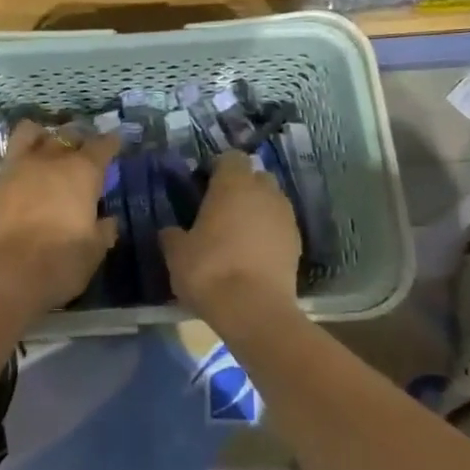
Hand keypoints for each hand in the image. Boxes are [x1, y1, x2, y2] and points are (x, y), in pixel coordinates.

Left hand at [0, 122, 119, 318]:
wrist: (3, 274)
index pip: (102, 146)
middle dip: (78, 140)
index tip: (115, 143)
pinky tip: (23, 178)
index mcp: (81, 172)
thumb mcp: (93, 251)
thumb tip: (107, 221)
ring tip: (47, 148)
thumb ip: (103, 231)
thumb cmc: (59, 262)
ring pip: (30, 133)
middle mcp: (50, 160)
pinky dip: (20, 163)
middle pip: (67, 135)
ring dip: (42, 137)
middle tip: (83, 153)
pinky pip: (10, 160)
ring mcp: (17, 167)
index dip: (110, 143)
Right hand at [162, 151, 302, 327]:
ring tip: (238, 233)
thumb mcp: (176, 253)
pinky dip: (269, 233)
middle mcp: (264, 192)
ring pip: (271, 201)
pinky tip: (253, 254)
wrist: (255, 311)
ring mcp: (285, 217)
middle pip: (255, 176)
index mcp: (233, 184)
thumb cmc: (210, 271)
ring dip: (257, 210)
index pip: (230, 157)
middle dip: (241, 187)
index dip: (217, 168)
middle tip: (221, 208)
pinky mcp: (298, 243)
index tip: (203, 185)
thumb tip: (171, 231)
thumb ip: (173, 235)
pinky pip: (280, 227)